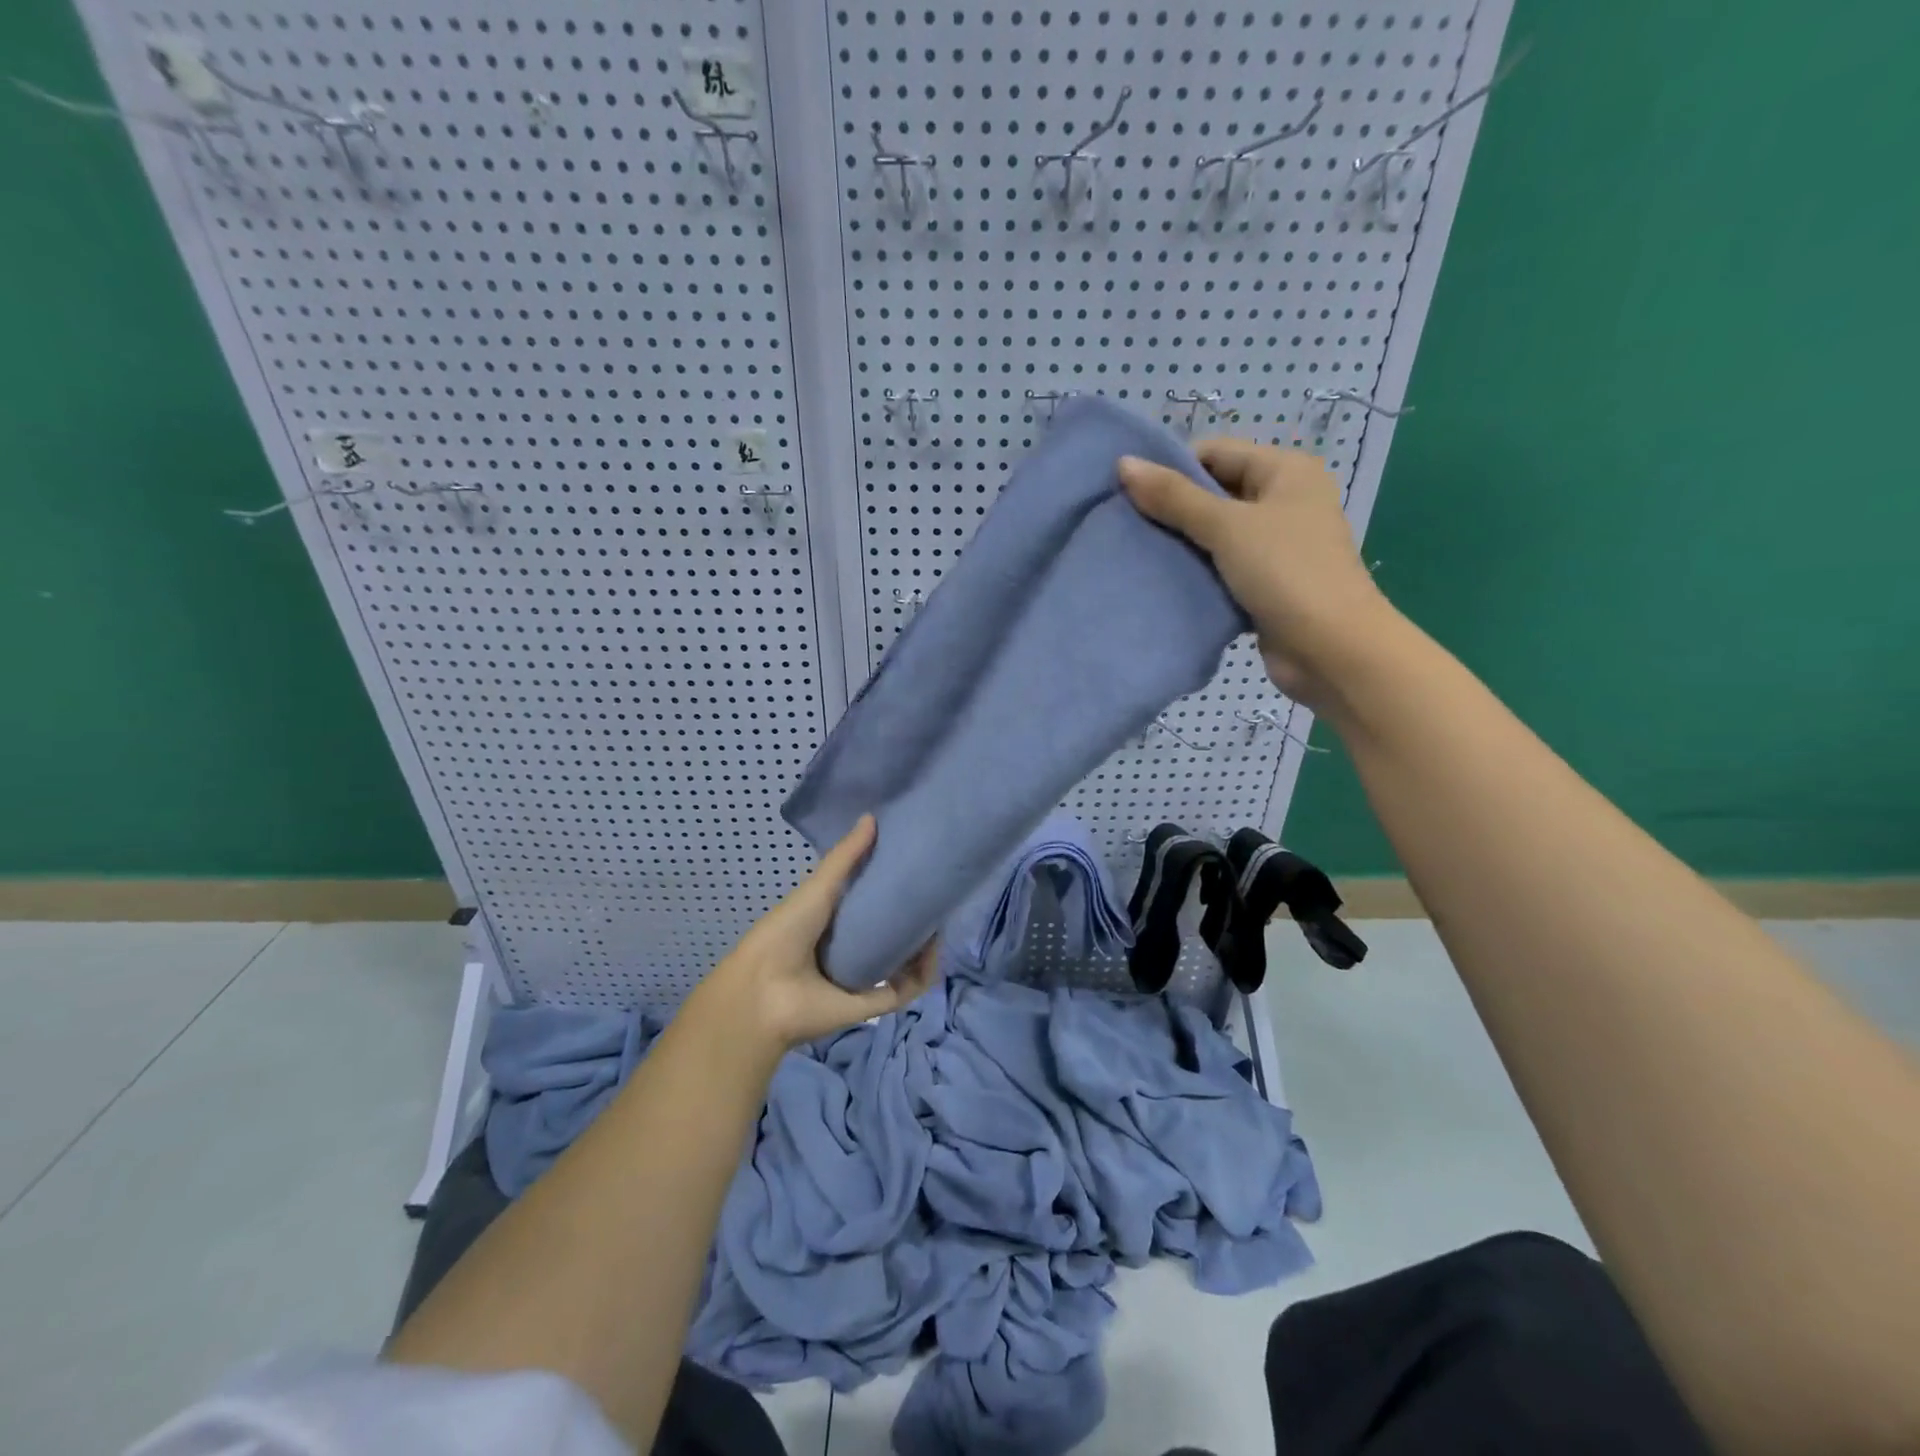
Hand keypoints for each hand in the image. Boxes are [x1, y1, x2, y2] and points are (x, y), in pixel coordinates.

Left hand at [693, 815, 938, 1053]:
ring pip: (904, 962)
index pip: (870, 904)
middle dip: (913, 917)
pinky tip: (933, 951)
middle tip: (936, 895)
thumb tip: (872, 817)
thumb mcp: (818, 888)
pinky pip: (906, 989)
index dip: (892, 888)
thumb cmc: (785, 932)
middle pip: (890, 933)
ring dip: (924, 946)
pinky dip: (923, 974)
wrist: (764, 991)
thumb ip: (846, 857)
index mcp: (833, 924)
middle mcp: (850, 950)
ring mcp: (862, 979)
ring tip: (938, 922)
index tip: (917, 868)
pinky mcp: (873, 1005)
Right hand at [1119, 439, 1393, 705]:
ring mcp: (1276, 545)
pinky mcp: (1265, 583)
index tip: (1127, 492)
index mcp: (1286, 471)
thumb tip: (1124, 464)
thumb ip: (1174, 497)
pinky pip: (1221, 567)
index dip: (1172, 468)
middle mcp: (1284, 501)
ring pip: (1215, 533)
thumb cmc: (1285, 573)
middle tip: (1124, 523)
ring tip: (1135, 551)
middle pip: (1214, 492)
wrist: (1331, 650)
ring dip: (1180, 542)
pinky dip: (1195, 571)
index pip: (1216, 453)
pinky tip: (1162, 579)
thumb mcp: (1226, 527)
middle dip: (1171, 508)